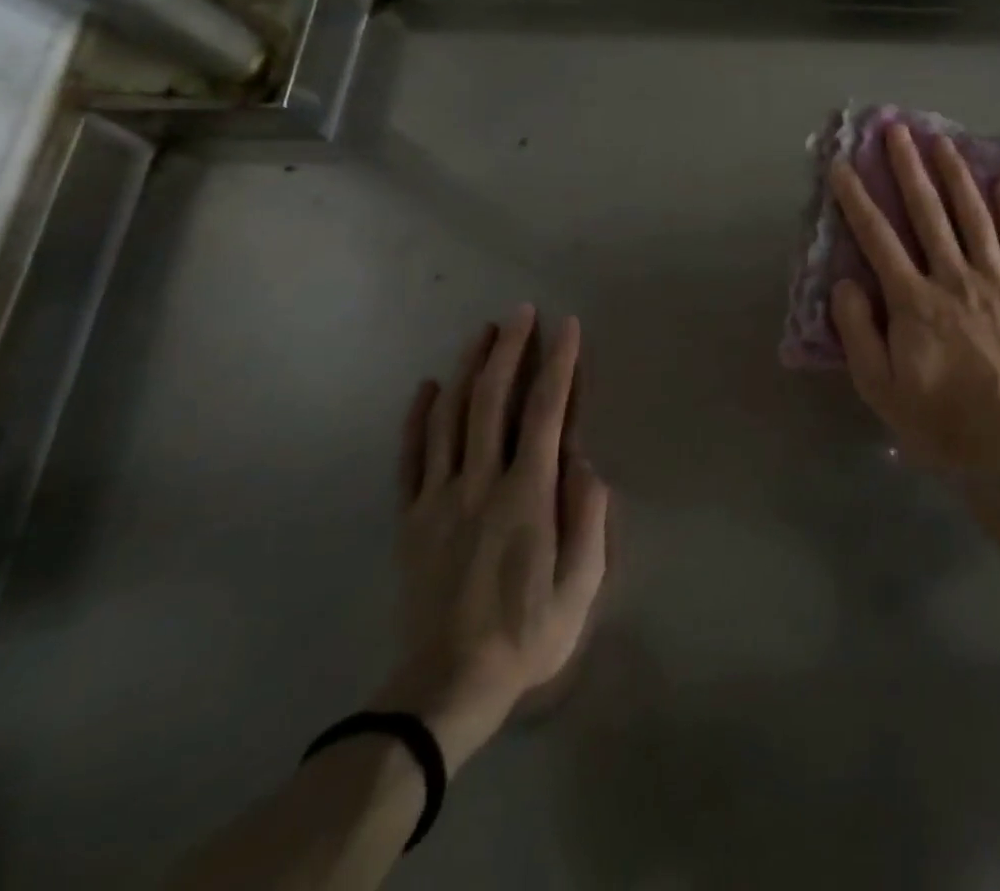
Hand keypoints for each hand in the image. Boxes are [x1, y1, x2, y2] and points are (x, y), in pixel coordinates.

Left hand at [373, 306, 609, 769]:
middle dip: (509, 350)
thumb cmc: (527, 634)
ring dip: (468, 369)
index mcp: (528, 495)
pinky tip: (426, 386)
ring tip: (483, 331)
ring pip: (451, 418)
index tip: (567, 326)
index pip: (547, 412)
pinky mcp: (411, 518)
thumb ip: (588, 516)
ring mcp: (439, 498)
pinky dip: (418, 417)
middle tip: (521, 312)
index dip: (559, 364)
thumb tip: (585, 461)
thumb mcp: (581, 584)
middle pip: (493, 401)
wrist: (444, 688)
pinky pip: (411, 457)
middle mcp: (481, 483)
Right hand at [829, 123, 999, 541]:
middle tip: (896, 130)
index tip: (842, 165)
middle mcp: (953, 277)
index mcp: (913, 300)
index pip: (877, 238)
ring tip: (942, 142)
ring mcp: (997, 281)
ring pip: (973, 216)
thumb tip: (846, 283)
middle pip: (927, 212)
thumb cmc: (941, 421)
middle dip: (908, 168)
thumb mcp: (880, 388)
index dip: (857, 199)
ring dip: (956, 175)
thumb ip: (860, 331)